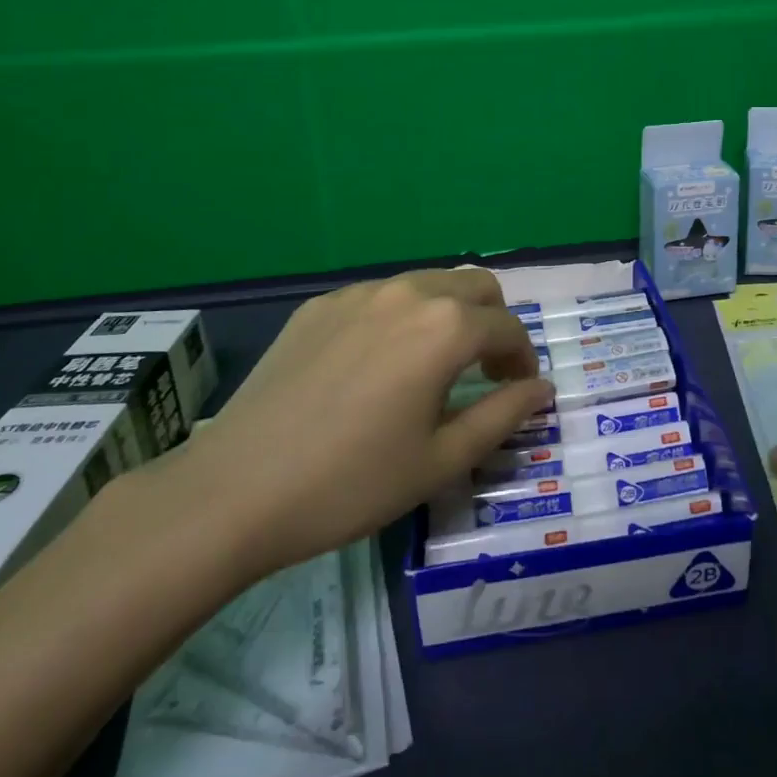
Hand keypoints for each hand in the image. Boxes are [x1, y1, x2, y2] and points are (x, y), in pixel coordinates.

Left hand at [161, 269, 551, 582]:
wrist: (234, 491)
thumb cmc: (351, 483)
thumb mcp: (440, 460)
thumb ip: (502, 415)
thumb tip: (542, 389)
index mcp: (444, 327)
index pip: (508, 328)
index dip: (523, 358)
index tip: (518, 390)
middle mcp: (407, 293)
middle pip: (475, 286)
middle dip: (493, 322)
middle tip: (484, 371)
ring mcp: (357, 294)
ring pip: (427, 284)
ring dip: (448, 314)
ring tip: (432, 366)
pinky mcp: (318, 306)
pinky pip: (379, 297)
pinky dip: (400, 318)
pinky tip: (375, 366)